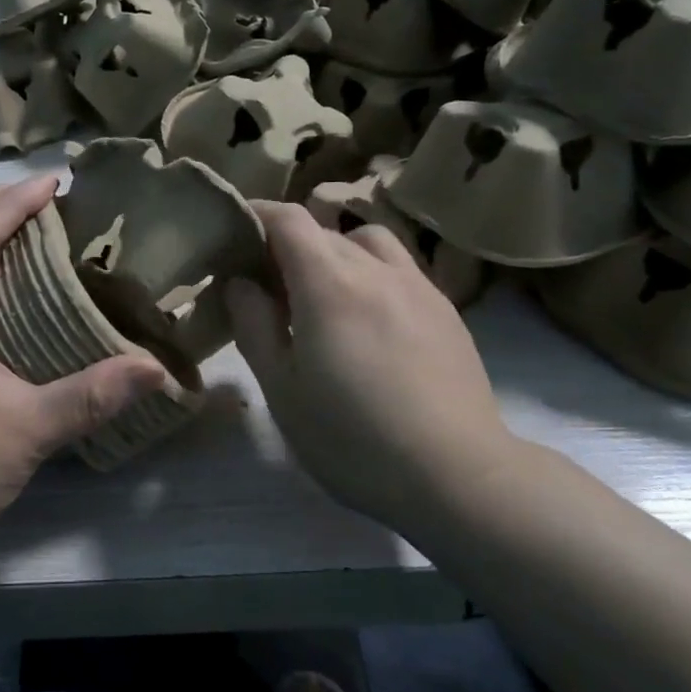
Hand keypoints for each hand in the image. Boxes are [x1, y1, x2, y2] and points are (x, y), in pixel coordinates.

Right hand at [227, 204, 514, 532]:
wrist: (457, 476)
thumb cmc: (352, 438)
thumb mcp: (282, 389)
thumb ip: (254, 325)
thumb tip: (240, 282)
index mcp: (329, 284)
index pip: (288, 219)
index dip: (257, 216)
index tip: (234, 233)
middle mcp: (376, 269)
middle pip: (323, 230)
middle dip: (287, 244)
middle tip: (267, 284)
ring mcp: (418, 286)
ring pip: (368, 240)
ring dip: (336, 252)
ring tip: (324, 294)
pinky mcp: (446, 310)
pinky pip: (400, 268)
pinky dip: (372, 272)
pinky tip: (370, 319)